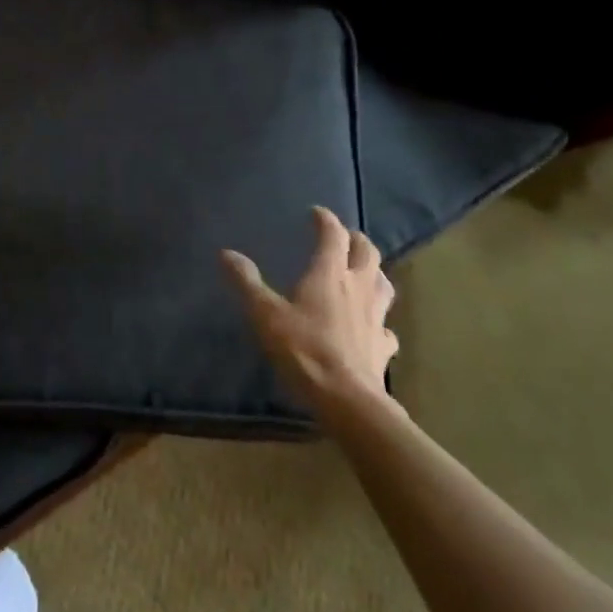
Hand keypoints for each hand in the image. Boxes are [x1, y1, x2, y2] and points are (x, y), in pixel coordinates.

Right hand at [221, 206, 399, 411]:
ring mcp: (376, 318)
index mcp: (329, 274)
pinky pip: (386, 327)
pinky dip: (380, 321)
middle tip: (345, 237)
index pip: (333, 235)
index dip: (325, 220)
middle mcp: (358, 288)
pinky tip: (373, 328)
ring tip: (364, 272)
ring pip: (384, 284)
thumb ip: (247, 282)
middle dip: (356, 240)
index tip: (316, 213)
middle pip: (367, 253)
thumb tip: (226, 253)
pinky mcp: (383, 347)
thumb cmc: (303, 348)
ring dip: (375, 272)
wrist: (346, 398)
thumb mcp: (264, 313)